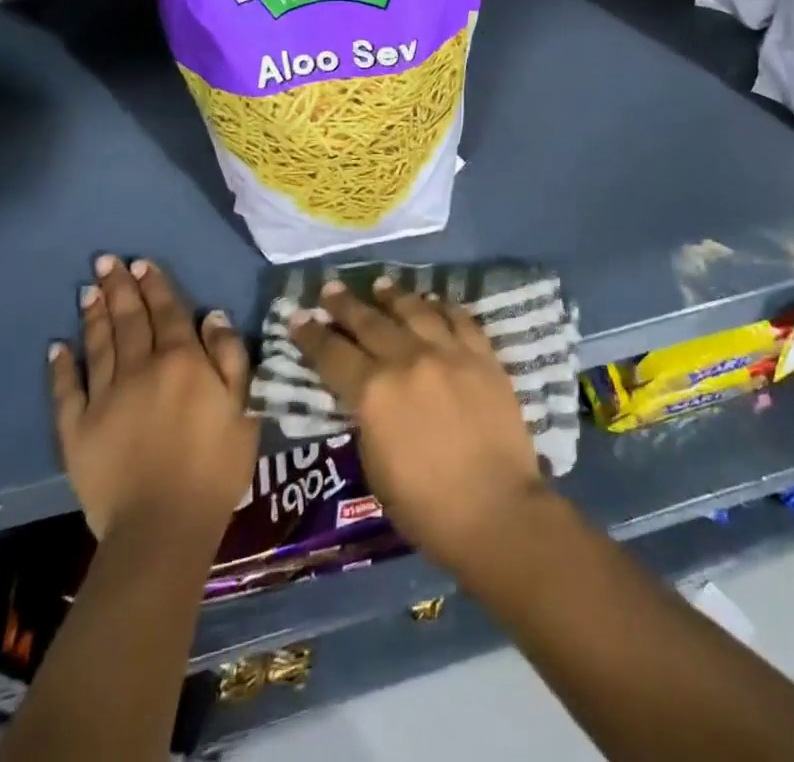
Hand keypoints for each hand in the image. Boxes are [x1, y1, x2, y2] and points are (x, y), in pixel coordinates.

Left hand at [49, 255, 258, 540]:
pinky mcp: (76, 431)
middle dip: (119, 288)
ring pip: (99, 345)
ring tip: (87, 289)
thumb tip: (211, 315)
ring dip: (94, 315)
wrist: (164, 527)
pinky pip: (66, 391)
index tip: (142, 263)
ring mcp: (104, 398)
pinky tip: (57, 346)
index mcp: (183, 360)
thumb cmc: (216, 465)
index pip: (168, 311)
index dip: (156, 285)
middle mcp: (141, 368)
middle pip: (129, 319)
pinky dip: (61, 366)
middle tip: (106, 261)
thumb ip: (230, 356)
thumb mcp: (245, 406)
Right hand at [290, 277, 545, 574]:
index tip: (297, 315)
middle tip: (331, 288)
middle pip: (370, 323)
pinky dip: (442, 306)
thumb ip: (367, 418)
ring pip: (415, 310)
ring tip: (380, 284)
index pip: (332, 355)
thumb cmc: (425, 506)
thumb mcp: (375, 465)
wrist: (496, 509)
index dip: (311, 335)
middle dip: (345, 305)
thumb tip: (365, 393)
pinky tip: (433, 301)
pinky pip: (459, 318)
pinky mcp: (482, 355)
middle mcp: (407, 360)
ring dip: (393, 296)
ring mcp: (448, 352)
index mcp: (373, 392)